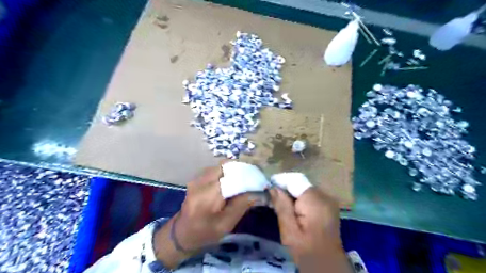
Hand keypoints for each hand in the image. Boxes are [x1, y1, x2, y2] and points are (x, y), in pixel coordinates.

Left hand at [177, 165, 254, 249]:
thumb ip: (241, 206)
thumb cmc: (205, 233)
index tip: (259, 179)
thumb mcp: (226, 225)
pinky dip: (226, 171)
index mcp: (208, 197)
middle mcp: (201, 182)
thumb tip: (256, 191)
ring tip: (244, 178)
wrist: (181, 233)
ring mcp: (197, 178)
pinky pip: (215, 169)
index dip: (247, 176)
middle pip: (225, 166)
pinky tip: (232, 180)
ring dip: (234, 170)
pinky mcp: (197, 178)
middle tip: (252, 177)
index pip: (232, 178)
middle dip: (241, 170)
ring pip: (220, 166)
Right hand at [270, 188, 353, 272]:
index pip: (295, 179)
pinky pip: (311, 194)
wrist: (327, 264)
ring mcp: (329, 199)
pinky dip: (300, 197)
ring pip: (305, 187)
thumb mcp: (289, 230)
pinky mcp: (329, 204)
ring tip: (280, 201)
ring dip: (292, 192)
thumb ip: (281, 206)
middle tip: (272, 196)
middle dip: (286, 187)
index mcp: (315, 200)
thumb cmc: (306, 250)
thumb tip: (273, 187)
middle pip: (300, 182)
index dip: (280, 180)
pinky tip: (293, 207)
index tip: (268, 186)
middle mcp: (325, 195)